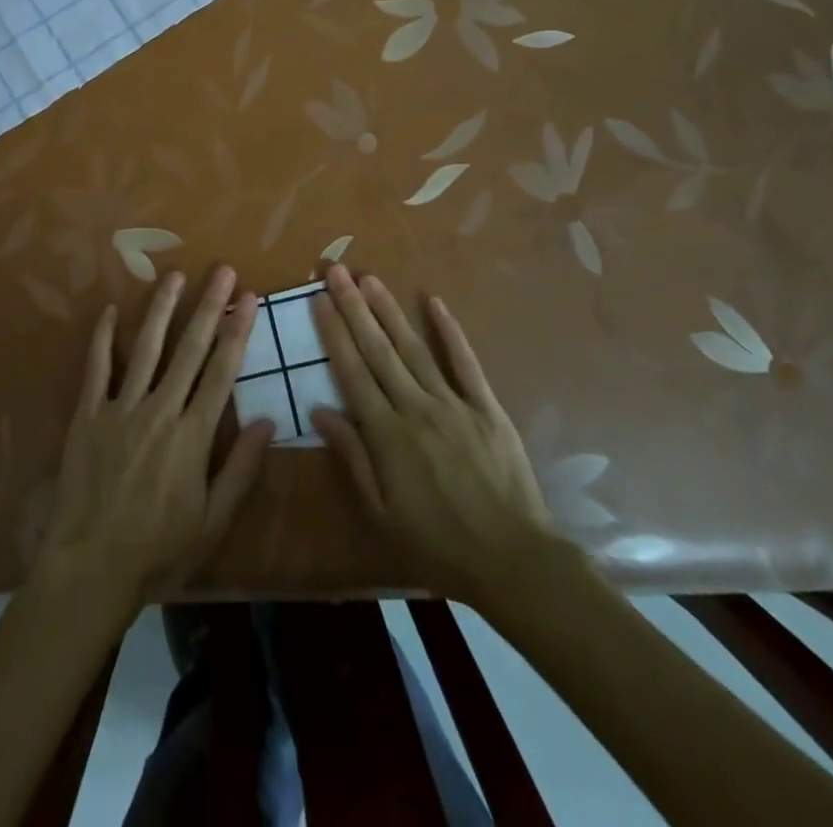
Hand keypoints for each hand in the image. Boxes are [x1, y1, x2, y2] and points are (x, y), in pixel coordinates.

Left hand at [35, 267, 274, 615]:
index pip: (221, 372)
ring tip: (175, 275)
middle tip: (222, 270)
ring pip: (147, 348)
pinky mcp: (88, 415)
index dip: (237, 332)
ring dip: (163, 309)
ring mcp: (120, 408)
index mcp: (193, 435)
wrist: (91, 566)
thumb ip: (240, 468)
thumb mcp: (212, 521)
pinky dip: (104, 338)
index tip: (249, 298)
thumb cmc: (159, 550)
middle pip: (189, 349)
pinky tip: (112, 310)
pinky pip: (97, 368)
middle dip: (208, 306)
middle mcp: (160, 410)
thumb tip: (269, 420)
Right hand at [309, 265, 563, 607]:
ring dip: (389, 310)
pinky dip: (450, 331)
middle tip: (336, 271)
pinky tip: (434, 302)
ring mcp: (454, 403)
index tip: (319, 300)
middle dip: (354, 307)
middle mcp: (416, 407)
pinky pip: (465, 363)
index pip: (352, 371)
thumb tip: (321, 410)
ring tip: (370, 279)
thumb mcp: (382, 512)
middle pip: (378, 349)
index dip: (333, 333)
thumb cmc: (437, 543)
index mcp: (387, 433)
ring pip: (414, 348)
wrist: (513, 561)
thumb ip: (352, 456)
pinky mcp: (487, 407)